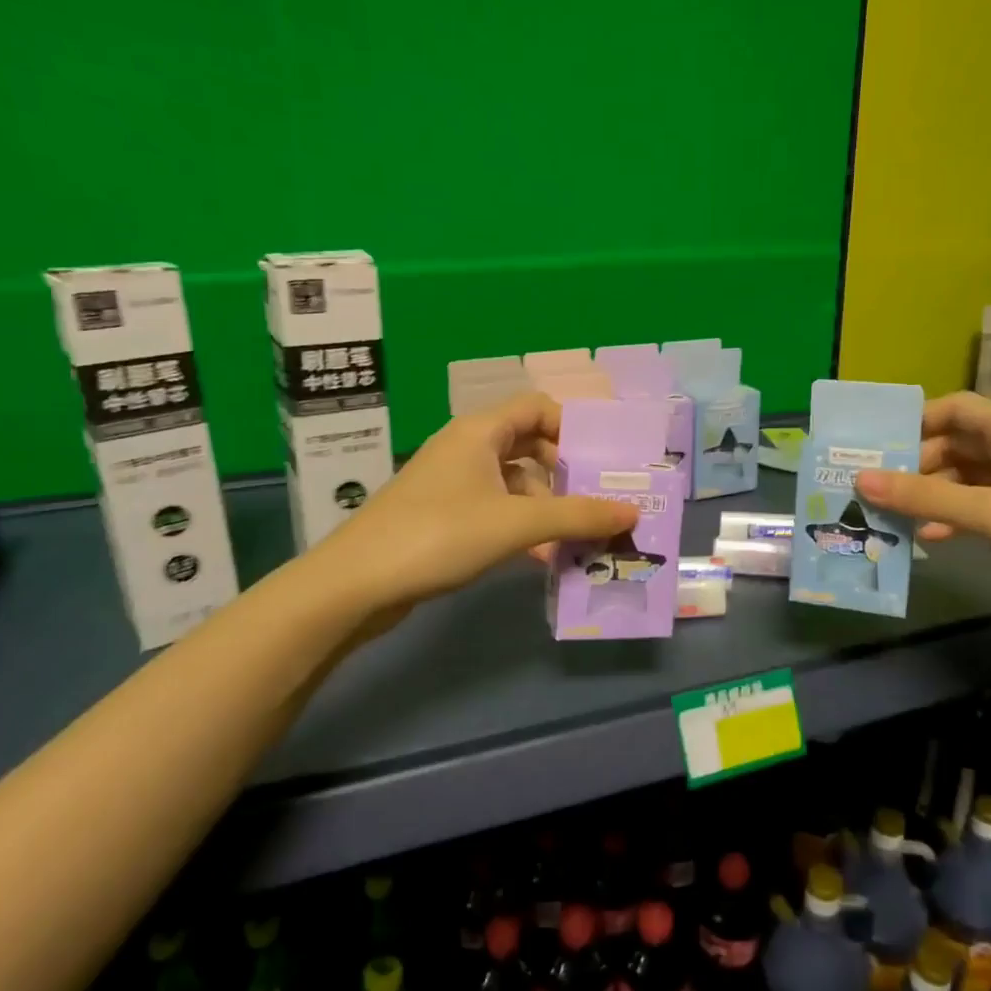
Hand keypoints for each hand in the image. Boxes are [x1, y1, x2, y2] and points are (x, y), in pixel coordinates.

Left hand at [312, 393, 639, 613]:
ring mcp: (452, 482)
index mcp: (481, 431)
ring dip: (546, 507)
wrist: (357, 583)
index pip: (538, 407)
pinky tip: (541, 558)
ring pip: (514, 482)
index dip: (573, 428)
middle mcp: (467, 447)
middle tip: (599, 501)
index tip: (602, 462)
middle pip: (530, 445)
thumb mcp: (516, 524)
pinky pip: (496, 509)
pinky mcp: (443, 515)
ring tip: (577, 538)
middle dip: (566, 474)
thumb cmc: (439, 535)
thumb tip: (632, 512)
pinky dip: (521, 526)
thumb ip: (577, 516)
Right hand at [853, 390, 990, 611]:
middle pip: (958, 443)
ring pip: (969, 477)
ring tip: (895, 516)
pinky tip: (933, 538)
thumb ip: (925, 498)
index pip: (957, 407)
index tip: (878, 446)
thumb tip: (860, 480)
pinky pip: (985, 504)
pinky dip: (957, 515)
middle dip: (917, 463)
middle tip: (876, 488)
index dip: (917, 421)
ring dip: (934, 494)